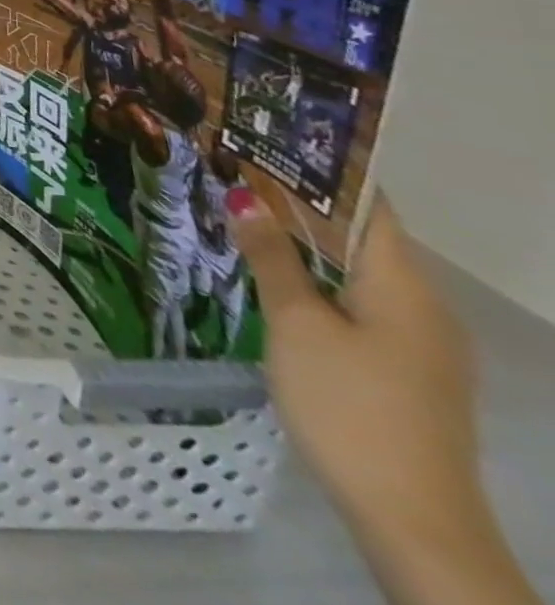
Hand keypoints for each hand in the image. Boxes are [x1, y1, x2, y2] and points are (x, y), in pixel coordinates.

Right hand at [230, 186, 536, 604]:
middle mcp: (422, 307)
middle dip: (301, 203)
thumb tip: (245, 196)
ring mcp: (418, 343)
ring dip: (305, 242)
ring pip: (356, 271)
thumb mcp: (296, 324)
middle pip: (361, 237)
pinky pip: (358, 303)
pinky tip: (273, 277)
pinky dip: (317, 278)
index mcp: (404, 287)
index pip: (368, 207)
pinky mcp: (405, 371)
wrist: (413, 519)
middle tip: (237, 170)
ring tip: (243, 214)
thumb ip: (272, 258)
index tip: (268, 140)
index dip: (321, 171)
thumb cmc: (350, 405)